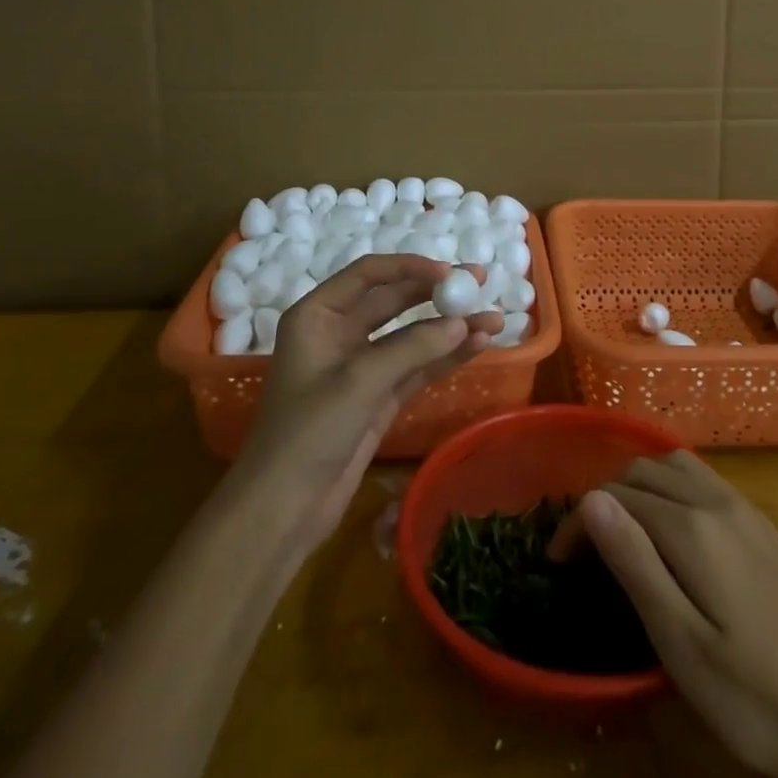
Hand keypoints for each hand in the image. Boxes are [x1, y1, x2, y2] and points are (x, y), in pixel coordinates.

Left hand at [238, 255, 501, 549]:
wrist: (282, 510)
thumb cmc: (308, 433)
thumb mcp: (358, 382)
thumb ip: (412, 347)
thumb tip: (462, 323)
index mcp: (318, 316)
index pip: (369, 274)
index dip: (409, 267)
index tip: (448, 272)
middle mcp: (339, 333)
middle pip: (395, 300)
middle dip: (437, 293)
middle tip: (479, 284)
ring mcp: (361, 366)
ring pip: (412, 335)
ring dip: (450, 328)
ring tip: (494, 321)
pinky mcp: (379, 396)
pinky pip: (417, 366)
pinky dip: (446, 356)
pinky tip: (478, 346)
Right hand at [554, 452, 777, 777]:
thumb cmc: (751, 697)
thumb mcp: (681, 643)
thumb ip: (635, 563)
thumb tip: (592, 499)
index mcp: (694, 528)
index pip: (618, 498)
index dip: (580, 521)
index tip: (557, 559)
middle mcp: (719, 502)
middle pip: (645, 471)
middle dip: (606, 497)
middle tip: (587, 547)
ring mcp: (746, 510)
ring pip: (678, 466)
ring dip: (641, 485)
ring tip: (623, 529)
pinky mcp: (764, 526)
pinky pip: (705, 481)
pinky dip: (673, 487)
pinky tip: (673, 529)